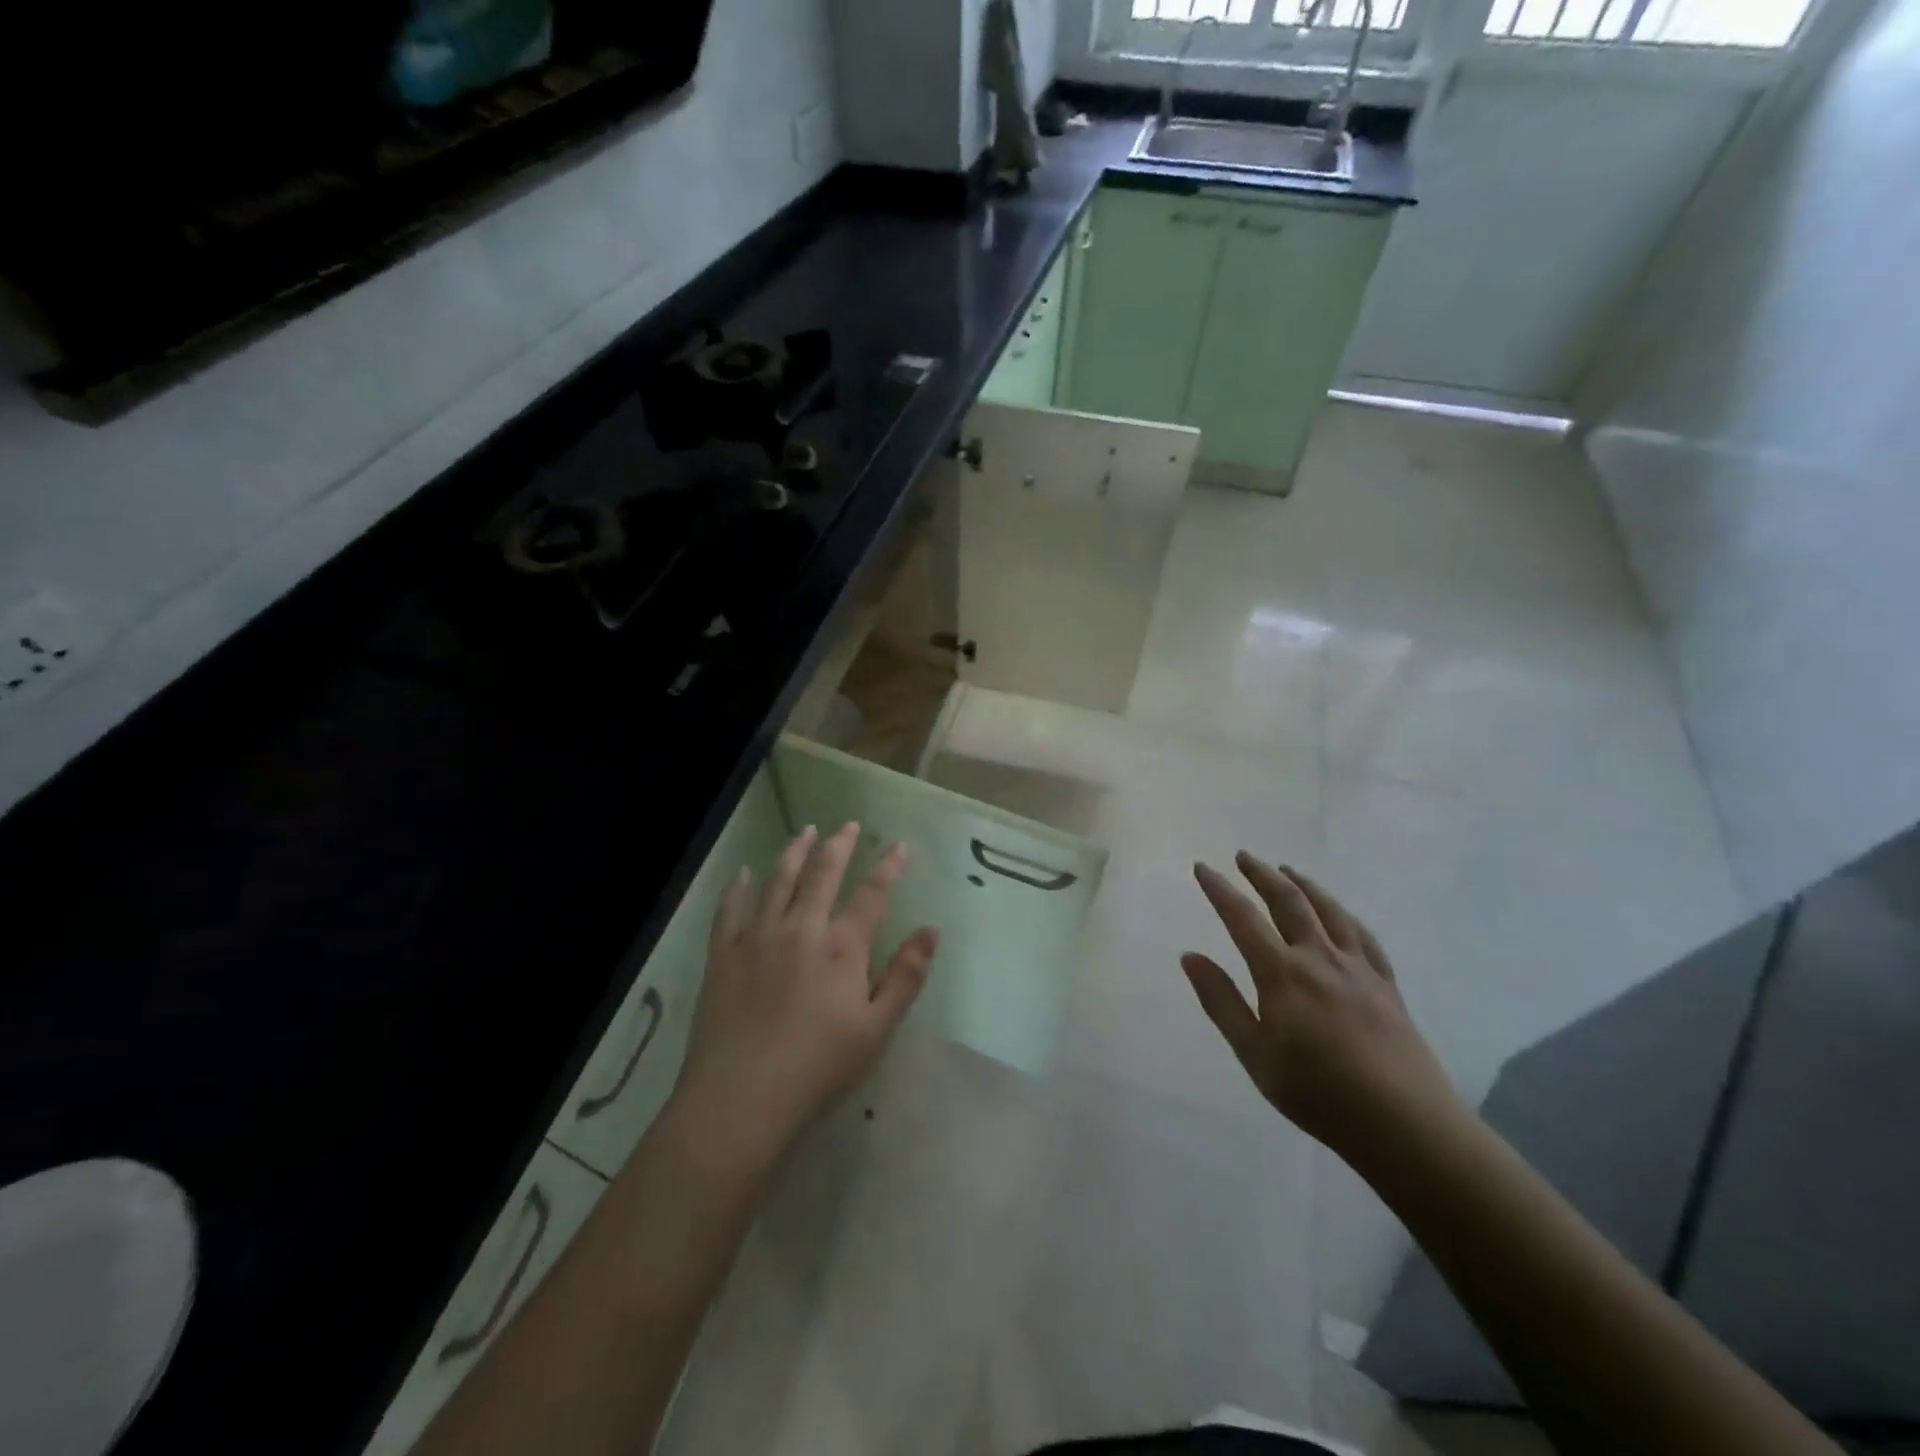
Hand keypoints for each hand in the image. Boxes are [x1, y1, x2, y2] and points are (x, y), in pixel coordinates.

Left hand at [670, 822, 938, 1172]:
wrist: (741, 1099)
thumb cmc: (819, 1068)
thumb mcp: (877, 1028)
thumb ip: (906, 976)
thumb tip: (931, 930)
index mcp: (841, 947)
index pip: (872, 894)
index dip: (888, 867)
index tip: (899, 845)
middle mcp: (801, 928)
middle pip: (822, 875)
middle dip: (838, 845)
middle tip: (847, 824)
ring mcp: (758, 937)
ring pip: (778, 881)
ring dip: (794, 852)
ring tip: (804, 831)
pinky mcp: (724, 955)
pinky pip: (731, 909)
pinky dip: (739, 887)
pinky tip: (743, 873)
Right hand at [1182, 853, 1464, 1163]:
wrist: (1405, 1123)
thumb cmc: (1318, 1093)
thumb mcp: (1255, 1054)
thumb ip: (1221, 1001)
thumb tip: (1189, 956)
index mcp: (1283, 974)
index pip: (1242, 918)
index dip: (1219, 890)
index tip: (1202, 867)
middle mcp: (1319, 958)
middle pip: (1288, 902)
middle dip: (1262, 875)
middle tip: (1243, 857)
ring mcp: (1358, 968)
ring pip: (1328, 910)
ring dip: (1304, 885)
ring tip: (1287, 870)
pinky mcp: (1386, 984)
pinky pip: (1363, 935)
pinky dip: (1344, 915)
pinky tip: (1339, 913)